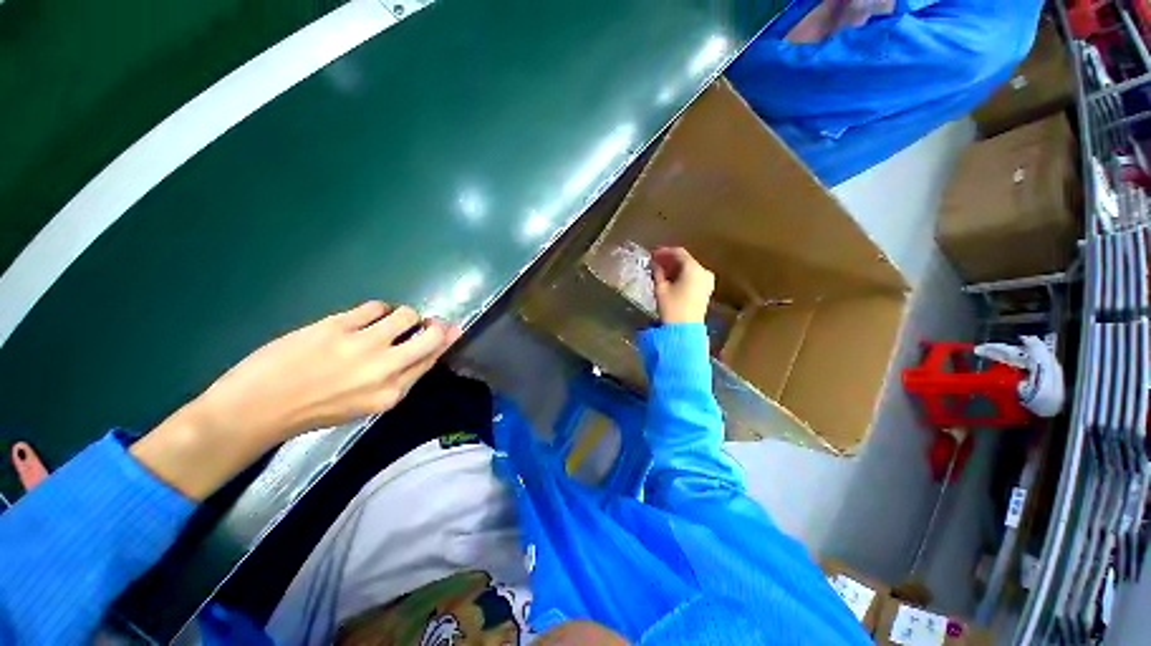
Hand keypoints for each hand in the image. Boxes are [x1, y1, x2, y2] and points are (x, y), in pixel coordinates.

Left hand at [189, 302, 461, 441]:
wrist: (256, 410)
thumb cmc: (315, 411)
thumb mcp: (366, 403)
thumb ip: (398, 377)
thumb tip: (425, 349)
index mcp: (393, 393)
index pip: (433, 358)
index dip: (445, 340)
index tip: (449, 330)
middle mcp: (386, 369)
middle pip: (431, 335)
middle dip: (435, 325)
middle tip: (426, 322)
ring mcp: (363, 346)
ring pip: (406, 315)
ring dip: (402, 315)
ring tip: (386, 321)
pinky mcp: (337, 327)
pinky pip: (375, 307)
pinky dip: (376, 309)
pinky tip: (362, 318)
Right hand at [651, 247, 714, 324]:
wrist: (685, 329)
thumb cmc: (672, 307)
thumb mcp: (660, 288)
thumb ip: (658, 272)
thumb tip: (655, 263)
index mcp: (693, 268)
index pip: (678, 252)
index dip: (664, 252)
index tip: (652, 254)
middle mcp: (703, 271)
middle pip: (685, 260)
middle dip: (669, 260)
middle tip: (655, 262)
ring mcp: (707, 281)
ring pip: (689, 269)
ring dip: (675, 268)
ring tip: (661, 272)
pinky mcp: (706, 291)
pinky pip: (693, 277)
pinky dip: (682, 276)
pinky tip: (671, 280)